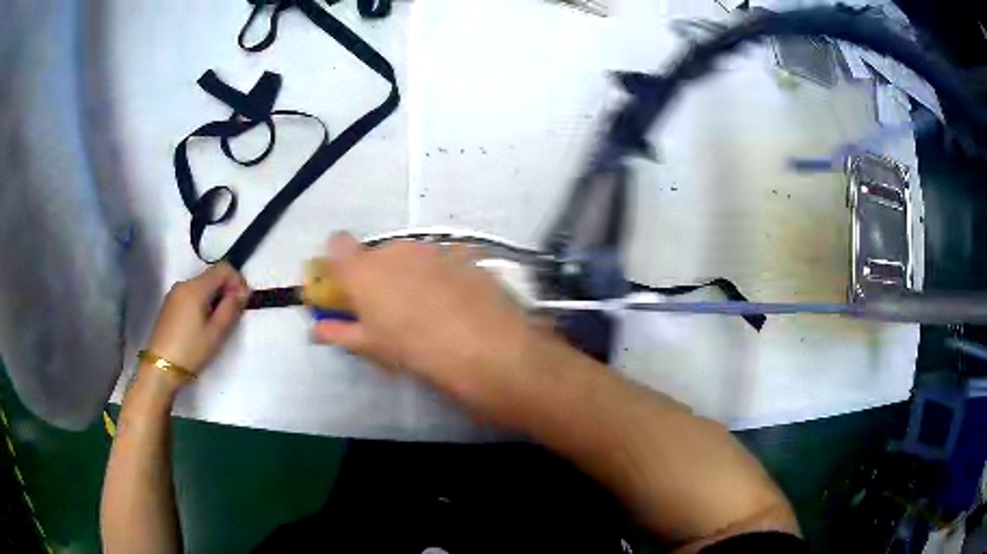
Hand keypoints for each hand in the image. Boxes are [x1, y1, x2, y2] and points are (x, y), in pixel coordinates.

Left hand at [145, 264, 249, 380]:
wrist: (160, 368)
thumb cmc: (190, 350)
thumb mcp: (216, 333)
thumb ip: (231, 308)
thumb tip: (242, 292)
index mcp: (196, 287)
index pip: (223, 268)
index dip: (237, 280)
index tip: (243, 301)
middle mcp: (184, 283)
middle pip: (211, 276)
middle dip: (226, 290)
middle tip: (232, 315)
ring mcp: (174, 293)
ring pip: (201, 286)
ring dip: (214, 298)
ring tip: (217, 323)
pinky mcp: (169, 305)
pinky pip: (191, 295)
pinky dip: (202, 303)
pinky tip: (201, 325)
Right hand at [312, 232, 539, 406]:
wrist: (484, 348)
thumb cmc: (415, 351)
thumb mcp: (372, 348)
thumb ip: (340, 332)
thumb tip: (318, 328)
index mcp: (364, 270)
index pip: (337, 244)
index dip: (339, 261)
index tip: (346, 284)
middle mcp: (395, 250)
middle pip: (378, 254)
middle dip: (379, 275)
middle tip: (391, 308)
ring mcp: (432, 249)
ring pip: (411, 256)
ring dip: (411, 274)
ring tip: (428, 309)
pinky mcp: (463, 255)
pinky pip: (442, 261)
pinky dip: (442, 276)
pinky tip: (456, 302)